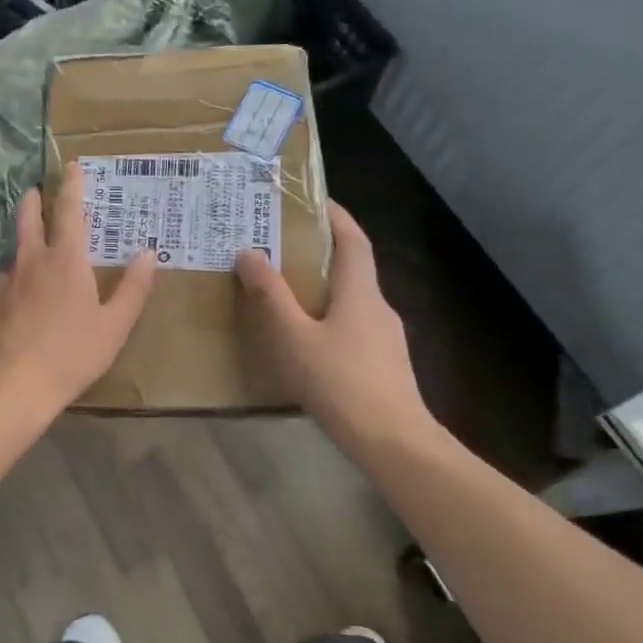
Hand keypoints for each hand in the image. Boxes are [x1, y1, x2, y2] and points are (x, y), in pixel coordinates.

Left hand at [0, 166, 158, 412]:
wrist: (10, 385)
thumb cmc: (71, 354)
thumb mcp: (114, 326)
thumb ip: (133, 288)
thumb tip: (148, 253)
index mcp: (66, 260)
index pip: (69, 210)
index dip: (72, 185)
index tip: (72, 166)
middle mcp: (32, 260)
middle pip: (29, 217)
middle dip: (34, 200)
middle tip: (37, 190)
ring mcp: (6, 280)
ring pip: (15, 246)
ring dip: (23, 234)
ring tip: (31, 237)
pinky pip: (6, 276)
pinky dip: (16, 270)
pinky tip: (20, 288)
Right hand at [235, 202, 430, 450]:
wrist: (394, 443)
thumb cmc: (340, 382)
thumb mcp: (293, 337)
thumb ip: (270, 295)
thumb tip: (249, 252)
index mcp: (360, 291)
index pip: (353, 239)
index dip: (336, 215)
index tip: (312, 200)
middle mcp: (378, 306)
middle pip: (353, 267)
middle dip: (321, 251)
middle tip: (282, 245)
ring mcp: (386, 337)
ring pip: (352, 299)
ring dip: (324, 287)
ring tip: (287, 292)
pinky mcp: (384, 364)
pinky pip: (353, 326)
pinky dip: (330, 317)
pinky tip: (308, 339)